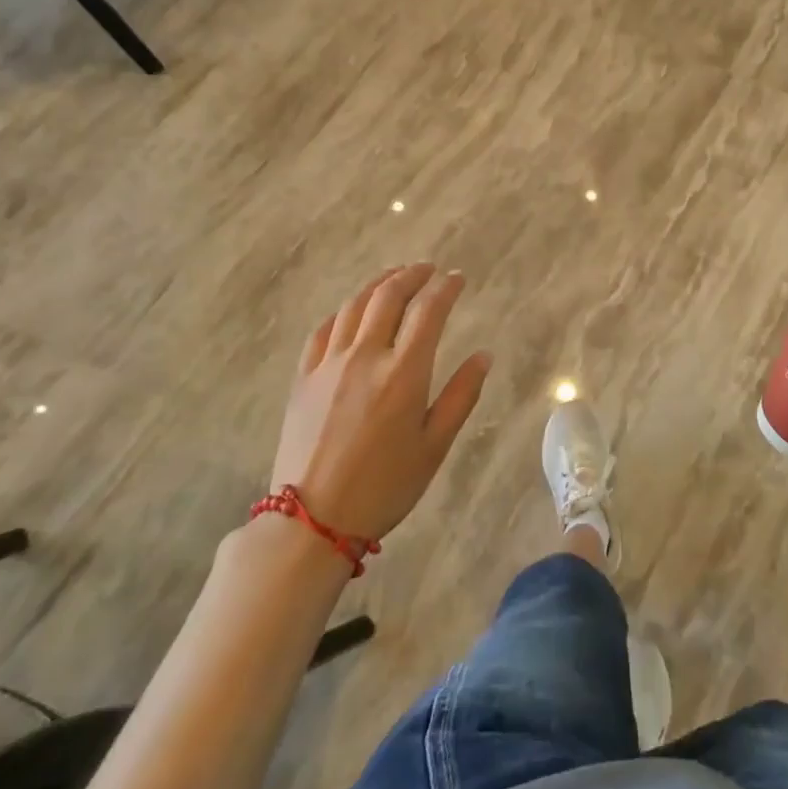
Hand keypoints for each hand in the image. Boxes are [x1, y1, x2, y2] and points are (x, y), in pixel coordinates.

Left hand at [272, 264, 489, 541]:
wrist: (312, 520)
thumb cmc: (385, 486)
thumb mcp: (435, 446)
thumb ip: (461, 395)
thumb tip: (484, 355)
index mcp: (404, 372)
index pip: (428, 311)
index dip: (446, 287)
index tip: (458, 278)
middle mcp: (365, 356)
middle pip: (388, 296)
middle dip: (412, 274)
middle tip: (428, 268)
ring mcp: (329, 364)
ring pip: (354, 306)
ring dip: (378, 284)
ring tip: (395, 277)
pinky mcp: (303, 378)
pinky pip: (323, 330)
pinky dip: (344, 311)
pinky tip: (352, 312)